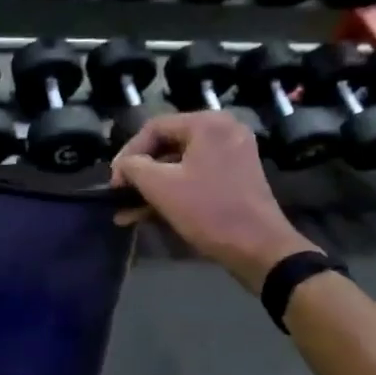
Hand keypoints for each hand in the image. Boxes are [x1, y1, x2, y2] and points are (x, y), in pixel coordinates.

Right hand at [110, 112, 312, 291]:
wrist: (261, 250)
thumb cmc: (209, 211)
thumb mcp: (161, 187)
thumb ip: (133, 168)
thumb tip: (123, 166)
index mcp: (208, 124)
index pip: (154, 128)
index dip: (128, 153)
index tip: (114, 181)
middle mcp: (223, 131)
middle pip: (167, 145)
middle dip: (139, 174)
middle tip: (119, 194)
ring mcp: (233, 155)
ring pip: (179, 165)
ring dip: (152, 187)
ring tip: (126, 211)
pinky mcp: (236, 178)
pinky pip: (195, 177)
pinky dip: (173, 192)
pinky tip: (147, 215)